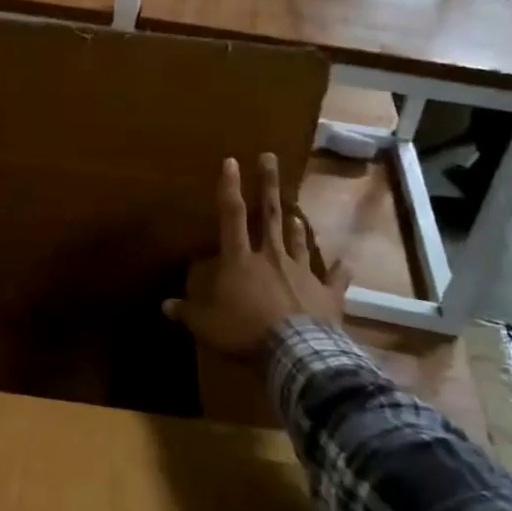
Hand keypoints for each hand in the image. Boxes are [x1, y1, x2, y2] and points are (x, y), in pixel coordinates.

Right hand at [164, 153, 348, 355]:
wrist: (296, 353)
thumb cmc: (245, 332)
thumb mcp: (207, 326)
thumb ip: (188, 313)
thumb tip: (165, 306)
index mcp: (241, 260)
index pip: (231, 215)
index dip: (229, 187)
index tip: (231, 160)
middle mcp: (272, 257)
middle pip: (269, 215)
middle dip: (267, 185)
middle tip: (270, 157)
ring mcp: (303, 273)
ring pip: (298, 242)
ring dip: (297, 227)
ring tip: (296, 213)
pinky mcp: (327, 294)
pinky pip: (334, 279)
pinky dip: (339, 271)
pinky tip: (346, 263)